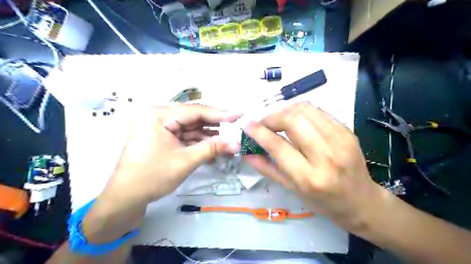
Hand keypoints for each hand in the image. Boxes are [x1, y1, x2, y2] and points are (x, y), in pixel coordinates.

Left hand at [105, 104, 239, 205]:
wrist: (126, 197)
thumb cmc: (152, 177)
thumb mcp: (185, 161)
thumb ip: (212, 148)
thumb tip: (237, 143)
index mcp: (157, 115)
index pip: (194, 111)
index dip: (219, 114)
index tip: (239, 114)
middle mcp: (157, 115)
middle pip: (193, 118)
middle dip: (215, 126)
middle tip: (235, 128)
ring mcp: (159, 126)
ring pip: (190, 127)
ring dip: (208, 135)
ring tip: (228, 140)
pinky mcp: (162, 135)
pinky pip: (185, 135)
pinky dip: (199, 142)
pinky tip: (214, 147)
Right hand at [243, 102, 381, 231]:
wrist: (361, 201)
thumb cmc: (324, 202)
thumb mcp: (292, 190)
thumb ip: (267, 168)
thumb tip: (247, 153)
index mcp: (309, 178)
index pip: (278, 145)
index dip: (259, 132)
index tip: (247, 125)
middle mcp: (326, 156)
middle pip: (293, 119)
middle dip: (272, 117)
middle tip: (264, 124)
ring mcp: (340, 140)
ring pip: (306, 109)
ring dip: (285, 110)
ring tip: (277, 121)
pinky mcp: (347, 131)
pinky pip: (318, 111)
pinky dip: (300, 112)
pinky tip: (295, 121)